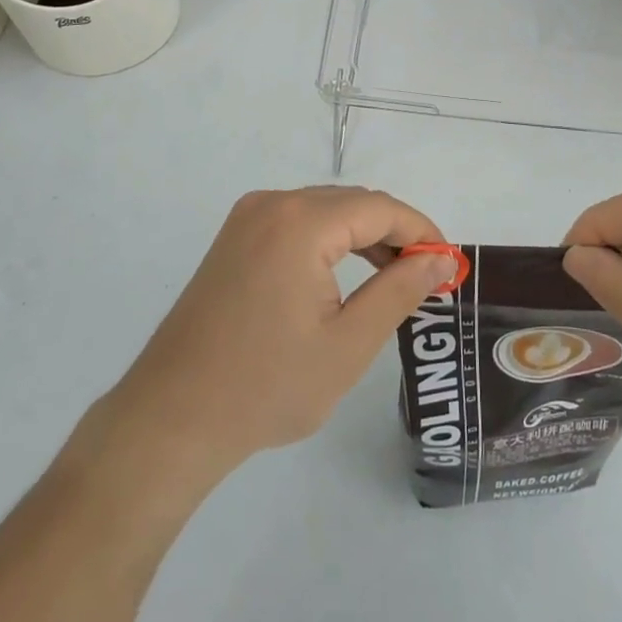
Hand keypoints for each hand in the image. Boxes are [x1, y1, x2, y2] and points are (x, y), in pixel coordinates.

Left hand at [103, 187, 456, 473]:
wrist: (171, 417)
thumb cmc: (266, 387)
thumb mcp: (348, 344)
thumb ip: (399, 291)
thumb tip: (439, 259)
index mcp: (301, 222)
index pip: (380, 208)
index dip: (421, 231)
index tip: (449, 264)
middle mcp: (272, 203)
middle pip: (352, 203)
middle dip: (395, 233)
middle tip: (427, 277)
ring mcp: (248, 218)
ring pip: (325, 210)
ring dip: (364, 236)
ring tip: (395, 278)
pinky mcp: (234, 238)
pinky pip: (297, 222)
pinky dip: (330, 240)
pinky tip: (345, 275)